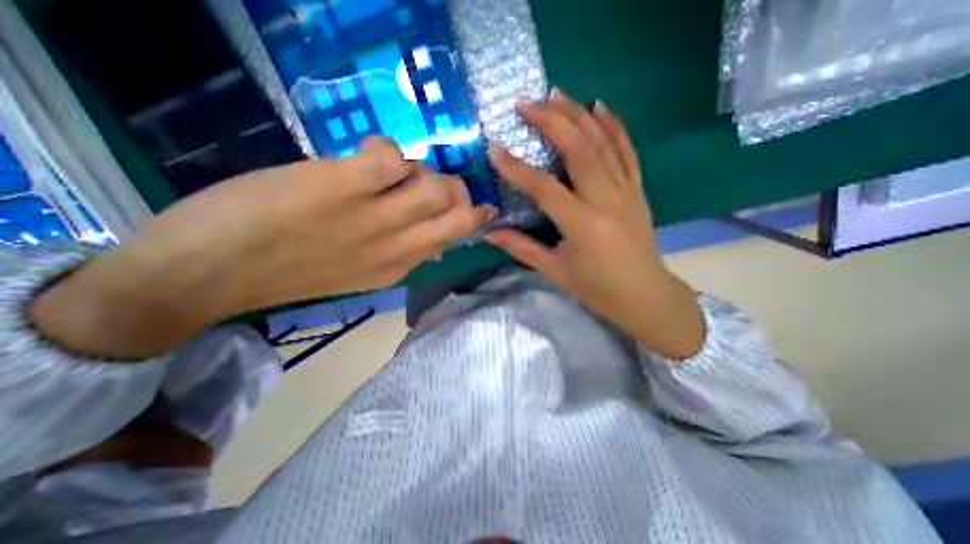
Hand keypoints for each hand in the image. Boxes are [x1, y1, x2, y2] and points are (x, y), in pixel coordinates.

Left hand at [34, 135, 495, 358]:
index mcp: (401, 265)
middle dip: (460, 193)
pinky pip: (388, 159)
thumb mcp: (361, 275)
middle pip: (458, 213)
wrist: (211, 275)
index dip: (473, 217)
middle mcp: (398, 244)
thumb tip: (432, 241)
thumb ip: (399, 255)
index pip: (455, 236)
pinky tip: (366, 155)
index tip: (479, 208)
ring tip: (396, 171)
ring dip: (421, 171)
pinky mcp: (340, 187)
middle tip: (441, 184)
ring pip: (432, 186)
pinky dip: (386, 151)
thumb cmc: (290, 273)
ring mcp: (372, 217)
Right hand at [489, 88, 701, 359]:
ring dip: (578, 114)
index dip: (517, 169)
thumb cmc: (596, 288)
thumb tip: (490, 233)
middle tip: (526, 103)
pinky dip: (614, 125)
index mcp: (582, 225)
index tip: (495, 150)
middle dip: (551, 121)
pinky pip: (626, 151)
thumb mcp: (555, 270)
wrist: (644, 295)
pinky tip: (600, 106)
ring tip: (556, 93)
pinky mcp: (637, 190)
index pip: (544, 188)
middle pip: (578, 150)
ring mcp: (626, 191)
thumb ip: (521, 248)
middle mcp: (605, 200)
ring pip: (602, 143)